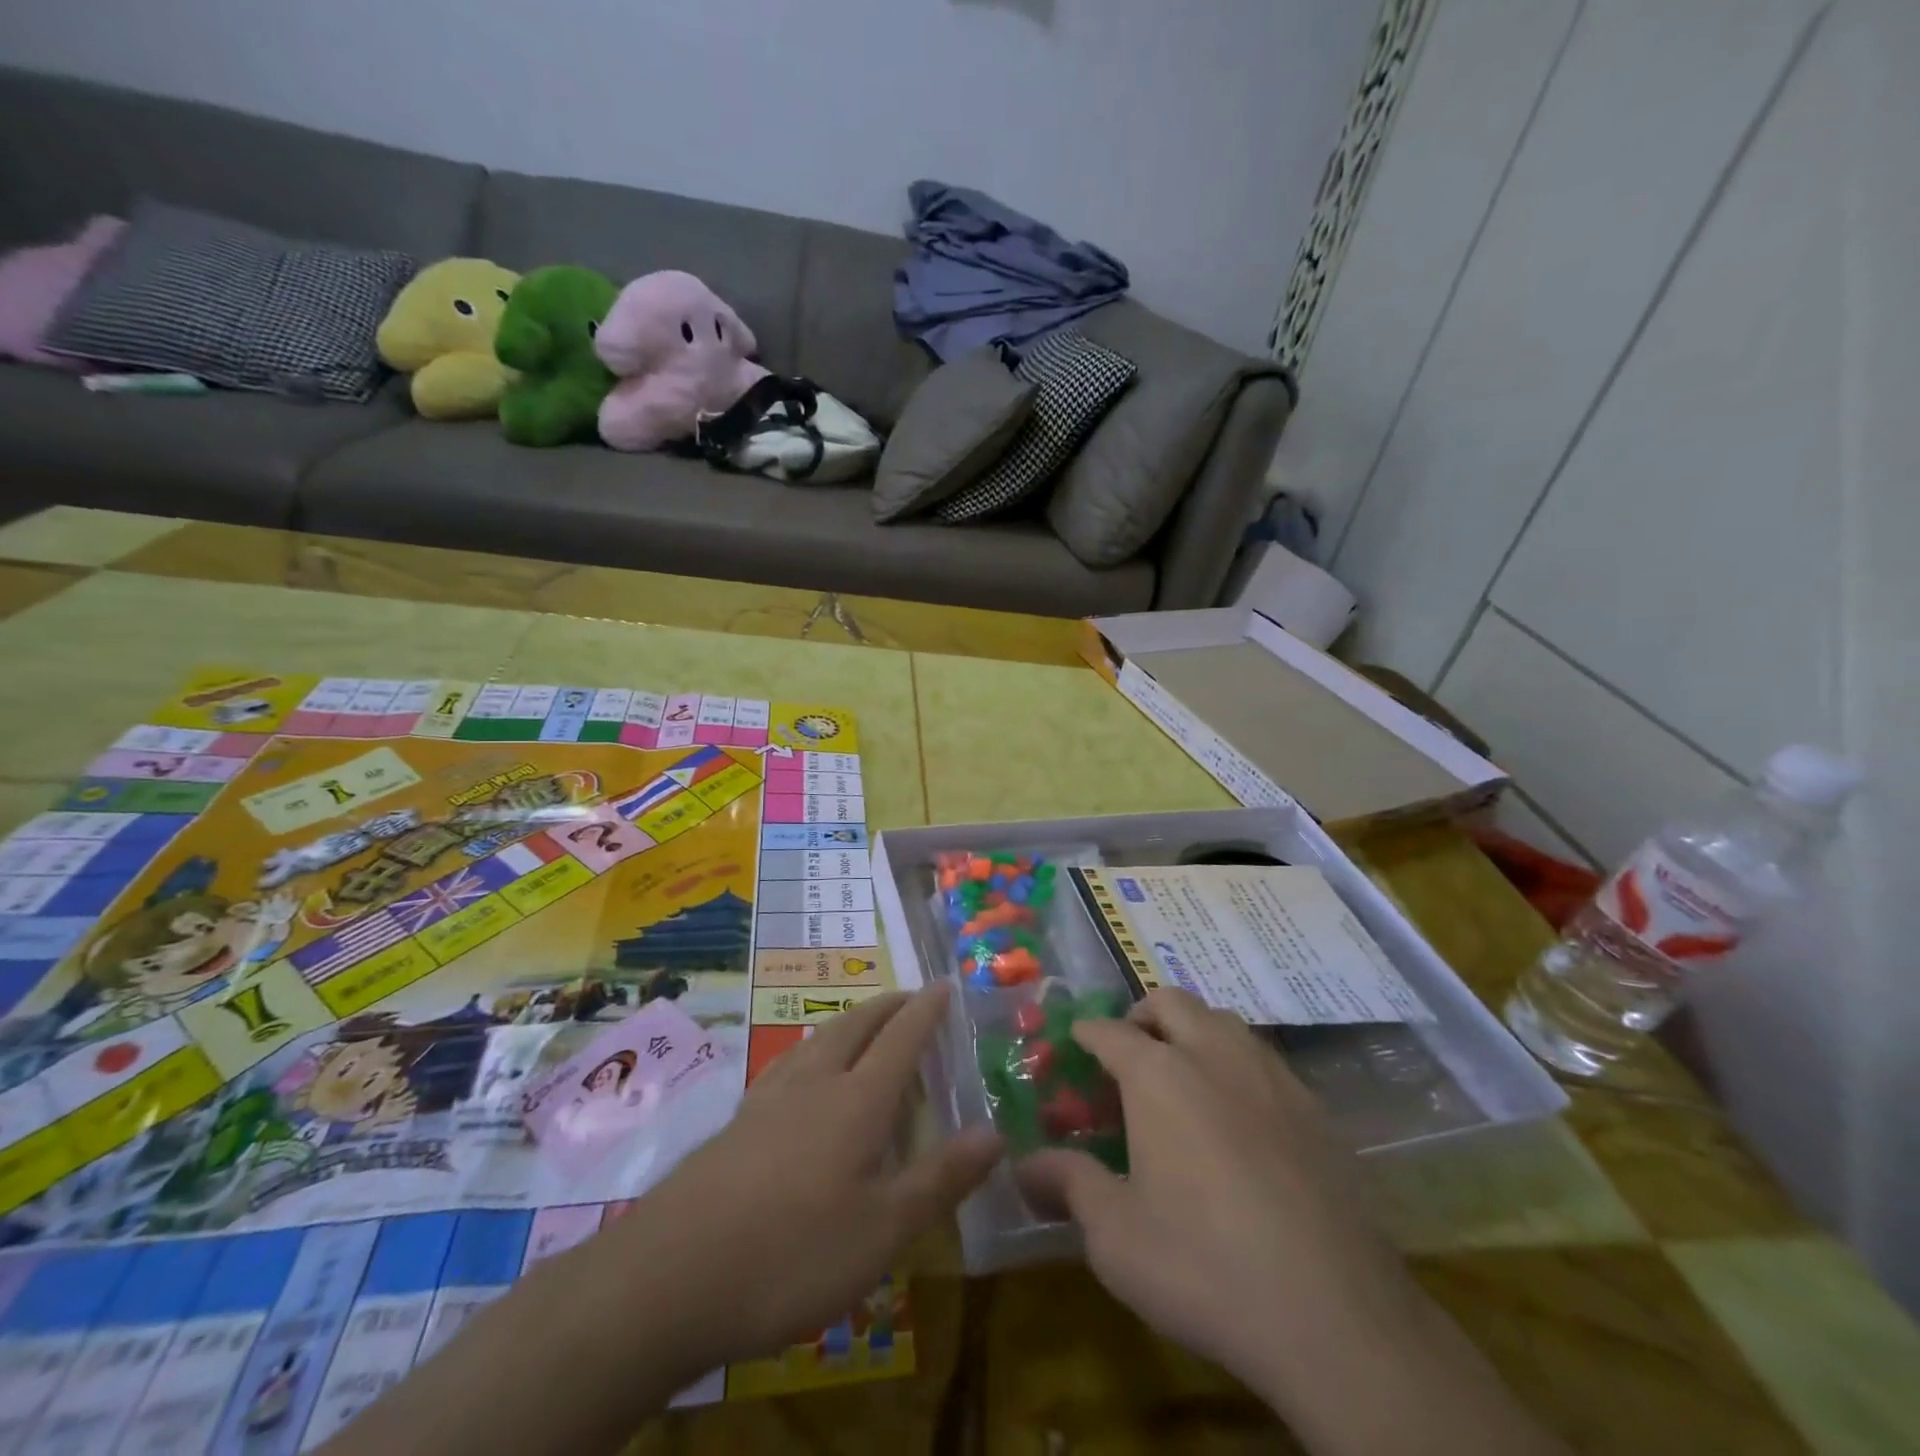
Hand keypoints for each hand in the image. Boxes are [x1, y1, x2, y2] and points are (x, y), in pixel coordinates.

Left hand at [609, 984, 1002, 1369]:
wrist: (667, 1278)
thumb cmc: (791, 1254)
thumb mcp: (882, 1231)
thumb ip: (940, 1178)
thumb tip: (995, 1133)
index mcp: (857, 1101)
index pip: (901, 1038)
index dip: (926, 1010)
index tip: (944, 984)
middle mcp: (814, 1084)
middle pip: (856, 1026)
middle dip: (888, 1006)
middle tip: (910, 998)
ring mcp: (768, 1100)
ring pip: (818, 1040)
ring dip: (849, 1022)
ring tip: (864, 1025)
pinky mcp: (736, 1124)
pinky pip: (787, 1065)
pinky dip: (813, 1052)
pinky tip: (801, 1074)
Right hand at [1019, 989, 1419, 1407]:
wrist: (1335, 1315)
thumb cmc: (1204, 1265)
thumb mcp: (1115, 1235)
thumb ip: (1068, 1184)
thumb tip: (1025, 1165)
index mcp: (1158, 1074)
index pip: (1110, 1031)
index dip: (1086, 1033)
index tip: (1075, 1044)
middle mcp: (1213, 1055)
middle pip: (1171, 1002)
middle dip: (1142, 1015)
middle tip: (1129, 1054)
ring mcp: (1271, 1076)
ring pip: (1223, 1021)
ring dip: (1193, 1031)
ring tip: (1182, 1078)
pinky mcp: (1315, 1109)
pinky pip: (1263, 1059)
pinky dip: (1236, 1065)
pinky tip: (1238, 1118)